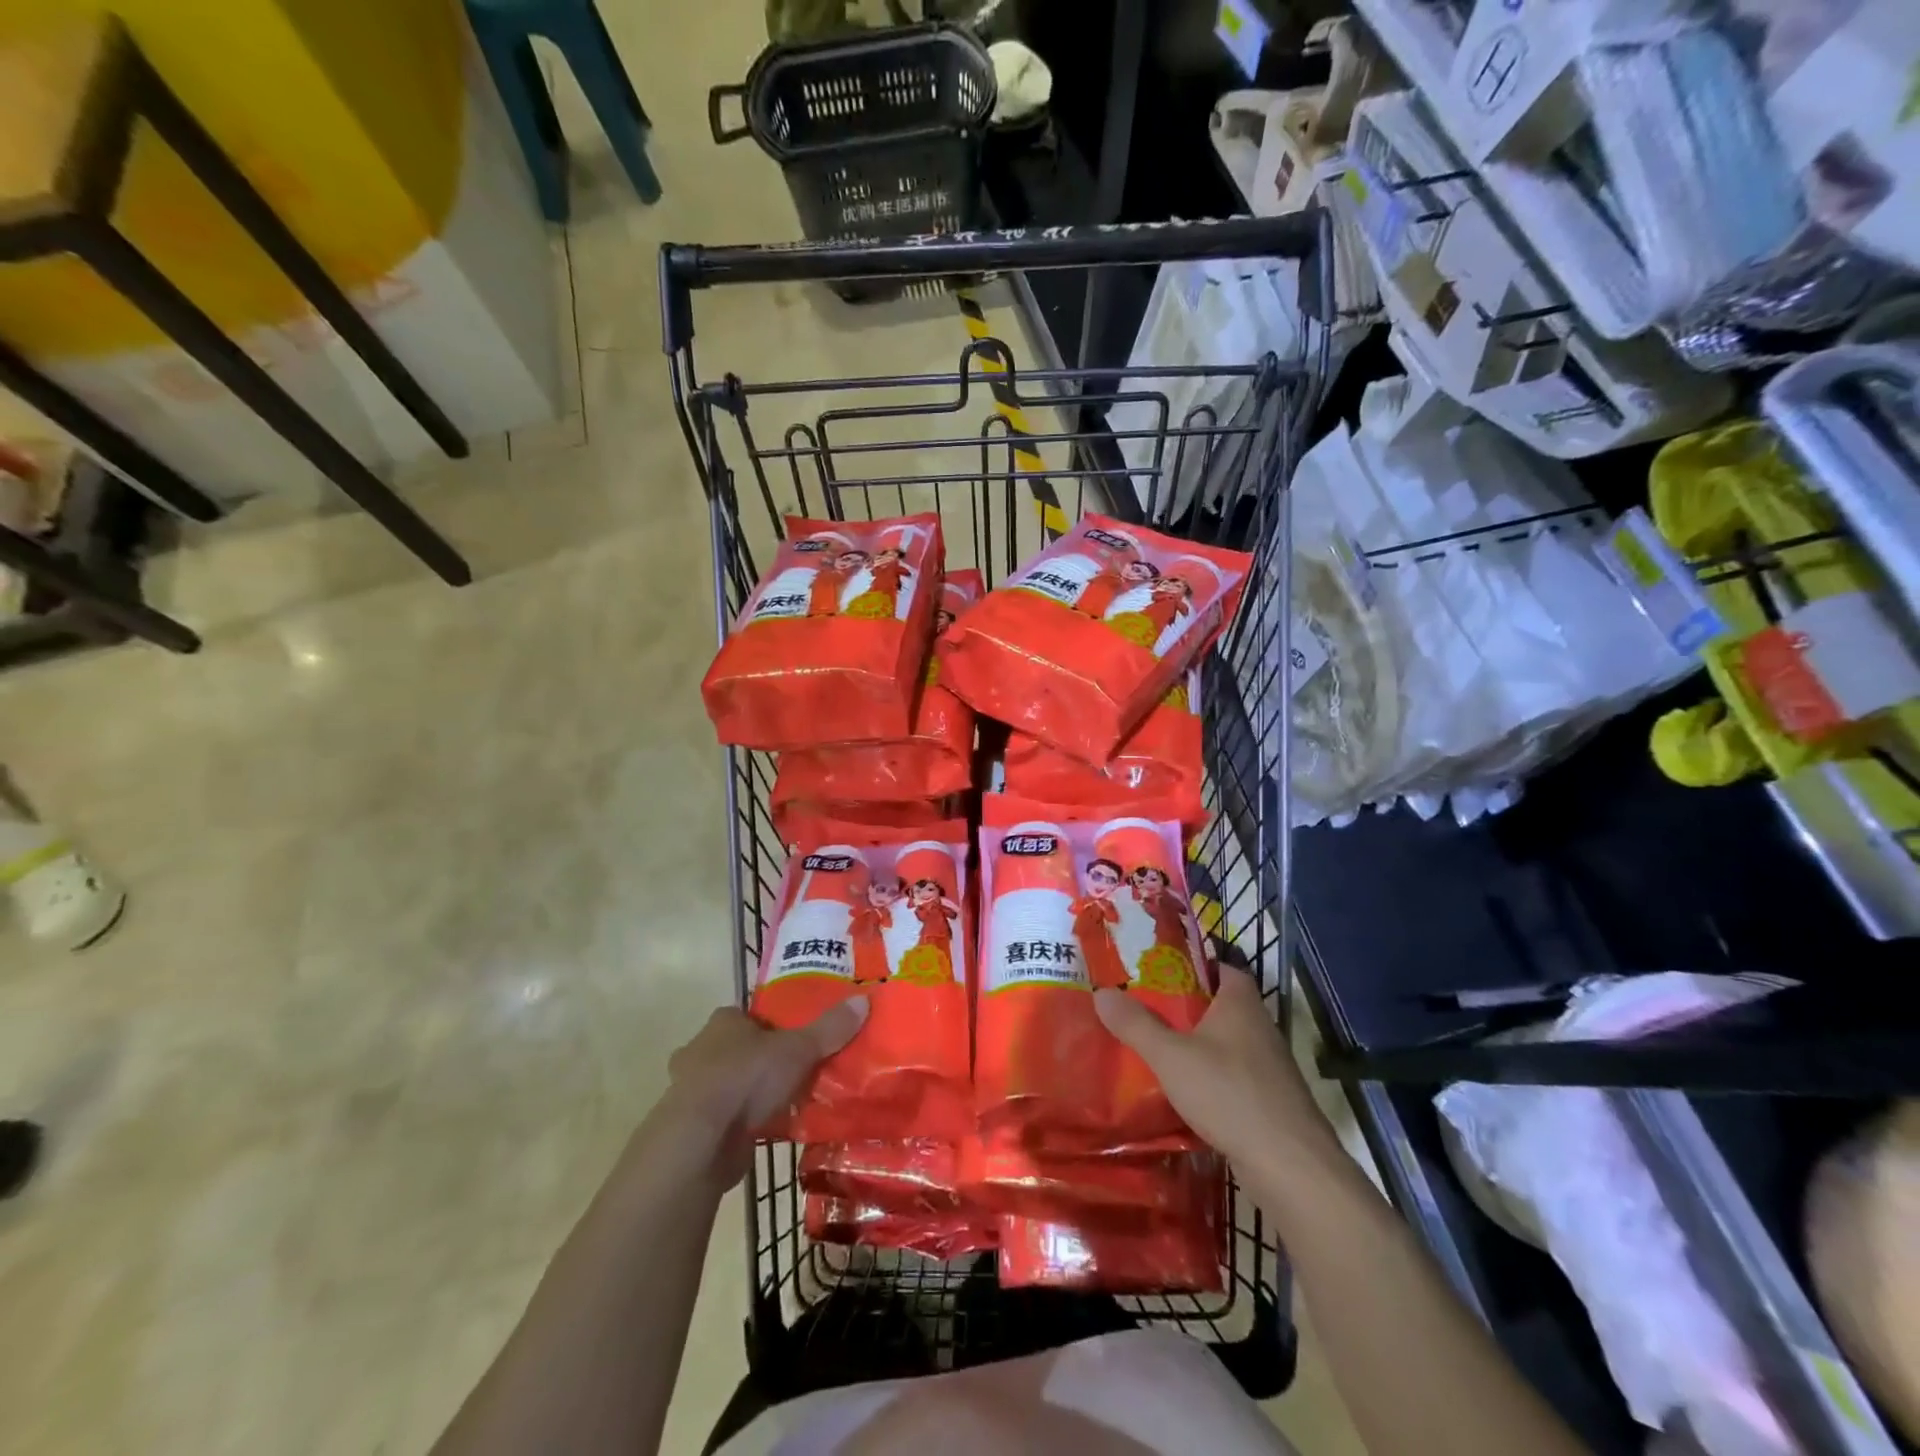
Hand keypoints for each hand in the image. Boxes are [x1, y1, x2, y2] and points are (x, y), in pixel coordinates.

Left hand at [648, 999, 867, 1190]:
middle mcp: (701, 1049)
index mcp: (723, 1022)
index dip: (773, 1024)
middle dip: (762, 1060)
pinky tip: (768, 1130)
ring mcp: (691, 1089)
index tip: (796, 1038)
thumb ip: (830, 1028)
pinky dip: (742, 1122)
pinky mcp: (692, 1126)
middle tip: (795, 1071)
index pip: (750, 1015)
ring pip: (729, 1083)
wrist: (700, 1140)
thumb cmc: (746, 1079)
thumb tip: (864, 999)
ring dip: (751, 1093)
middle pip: (738, 1048)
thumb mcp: (798, 1049)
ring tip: (786, 1102)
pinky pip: (725, 1117)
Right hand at [1094, 964, 1342, 1172]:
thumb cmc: (1229, 1094)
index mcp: (1240, 1002)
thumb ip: (1136, 1024)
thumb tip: (1101, 992)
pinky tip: (1182, 1090)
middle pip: (1218, 1005)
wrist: (1290, 1166)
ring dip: (1195, 1044)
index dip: (1190, 964)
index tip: (1156, 969)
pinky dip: (1209, 1076)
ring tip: (1154, 1046)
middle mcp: (1259, 1026)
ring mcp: (1268, 1065)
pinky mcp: (1270, 1099)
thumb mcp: (1170, 1056)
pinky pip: (1232, 1074)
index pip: (1219, 966)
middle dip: (1183, 1006)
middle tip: (1142, 1007)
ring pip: (1224, 1042)